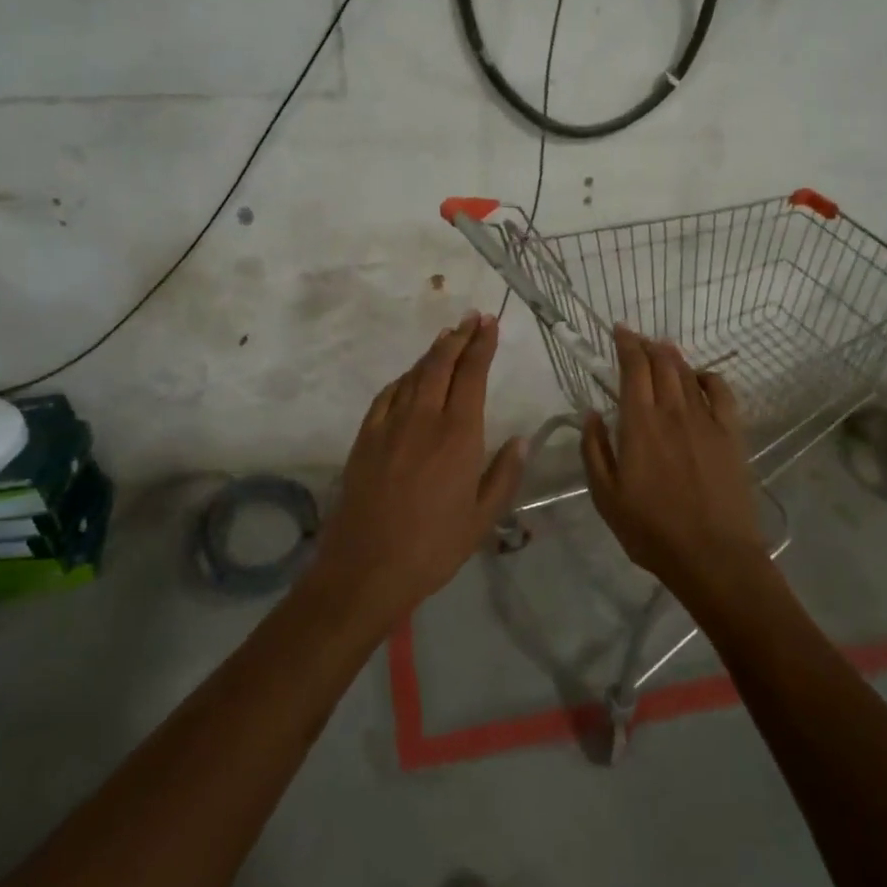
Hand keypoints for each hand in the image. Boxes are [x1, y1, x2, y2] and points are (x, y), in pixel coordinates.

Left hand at [311, 312, 526, 626]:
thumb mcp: (482, 518)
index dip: (482, 345)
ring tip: (446, 338)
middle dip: (459, 337)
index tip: (490, 323)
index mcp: (459, 435)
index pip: (472, 375)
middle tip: (472, 318)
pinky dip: (402, 379)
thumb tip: (521, 440)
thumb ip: (504, 475)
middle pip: (441, 364)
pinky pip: (386, 396)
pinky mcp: (365, 438)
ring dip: (432, 353)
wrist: (366, 568)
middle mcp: (424, 419)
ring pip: (413, 375)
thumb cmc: (433, 547)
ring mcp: (390, 425)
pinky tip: (409, 378)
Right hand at [580, 327, 765, 591]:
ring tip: (662, 348)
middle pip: (661, 363)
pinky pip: (722, 392)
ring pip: (687, 373)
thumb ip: (594, 450)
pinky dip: (708, 377)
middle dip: (646, 344)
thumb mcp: (606, 496)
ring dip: (673, 356)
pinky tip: (700, 377)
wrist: (713, 556)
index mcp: (639, 424)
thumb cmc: (652, 530)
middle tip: (636, 338)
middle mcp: (672, 412)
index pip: (633, 368)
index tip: (619, 330)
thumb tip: (591, 414)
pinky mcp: (731, 434)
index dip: (626, 344)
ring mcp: (706, 420)